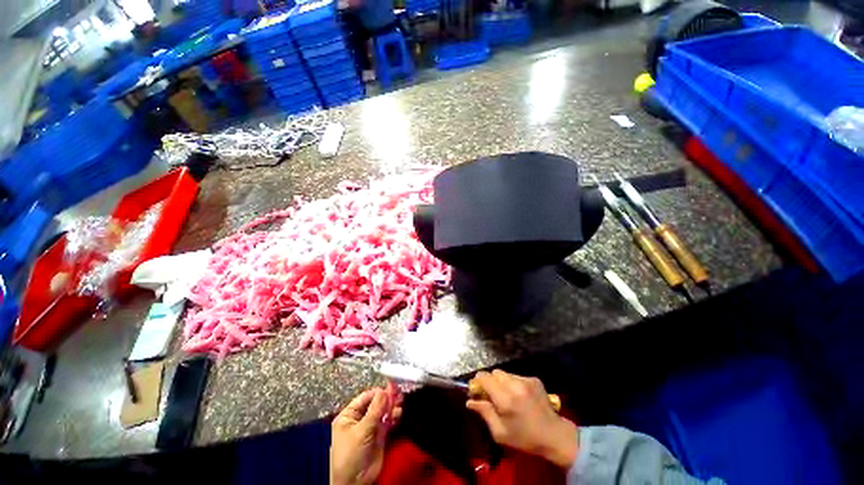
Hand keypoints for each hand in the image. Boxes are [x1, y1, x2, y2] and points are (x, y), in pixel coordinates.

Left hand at [330, 387, 402, 484]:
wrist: (355, 483)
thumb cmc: (350, 454)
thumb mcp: (361, 430)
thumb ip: (375, 410)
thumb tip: (384, 391)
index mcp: (349, 415)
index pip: (365, 397)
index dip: (378, 392)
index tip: (391, 388)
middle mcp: (360, 418)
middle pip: (376, 403)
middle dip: (387, 398)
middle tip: (398, 394)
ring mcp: (370, 427)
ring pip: (383, 411)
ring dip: (392, 407)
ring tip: (400, 404)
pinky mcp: (379, 435)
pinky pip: (388, 421)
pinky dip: (393, 416)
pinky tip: (398, 414)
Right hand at [466, 370, 578, 468]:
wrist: (555, 436)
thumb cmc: (525, 438)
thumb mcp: (500, 432)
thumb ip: (484, 413)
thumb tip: (470, 401)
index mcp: (505, 399)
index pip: (484, 378)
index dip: (477, 381)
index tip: (475, 390)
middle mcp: (515, 385)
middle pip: (494, 373)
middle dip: (489, 381)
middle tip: (490, 394)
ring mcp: (526, 380)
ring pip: (504, 373)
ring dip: (501, 382)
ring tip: (506, 396)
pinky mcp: (534, 379)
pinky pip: (516, 376)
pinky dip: (512, 383)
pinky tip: (518, 396)